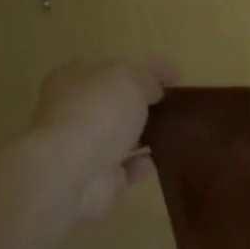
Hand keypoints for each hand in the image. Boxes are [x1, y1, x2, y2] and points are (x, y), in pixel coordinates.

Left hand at [31, 59, 176, 218]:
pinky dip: (141, 165)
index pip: (112, 69)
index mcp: (75, 79)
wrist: (72, 171)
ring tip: (176, 132)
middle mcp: (74, 111)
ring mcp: (83, 147)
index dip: (144, 70)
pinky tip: (158, 159)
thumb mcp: (130, 79)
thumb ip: (147, 79)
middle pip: (115, 104)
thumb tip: (156, 90)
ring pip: (120, 137)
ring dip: (143, 136)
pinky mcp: (96, 179)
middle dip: (143, 105)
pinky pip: (125, 169)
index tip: (175, 77)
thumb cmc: (98, 112)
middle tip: (176, 106)